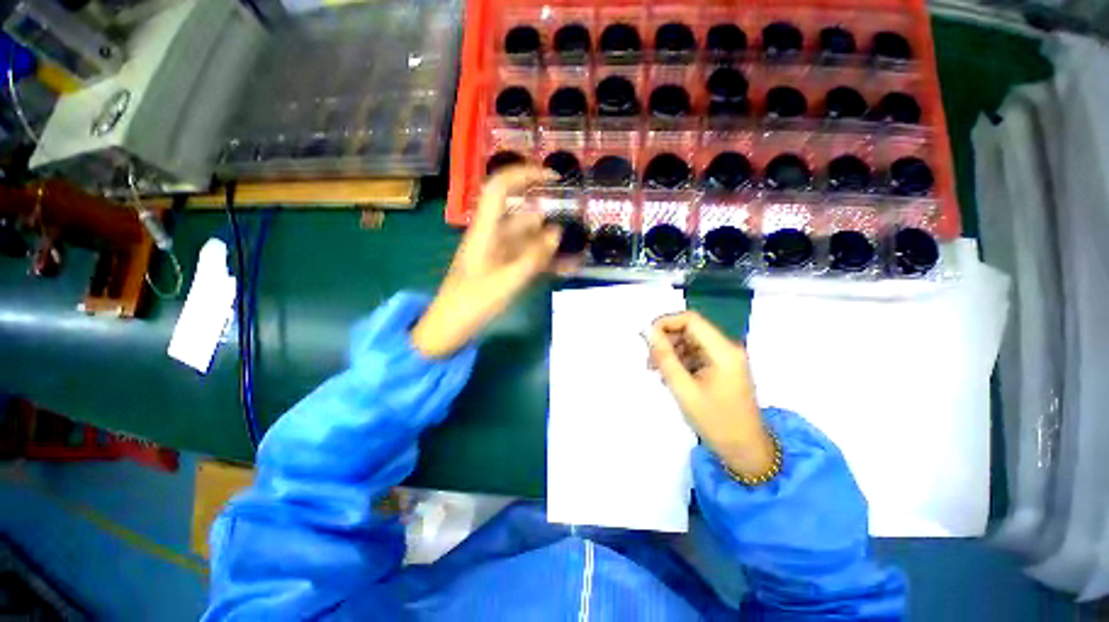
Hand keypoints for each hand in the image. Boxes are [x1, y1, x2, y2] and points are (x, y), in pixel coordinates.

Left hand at [411, 166, 572, 357]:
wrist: (451, 329)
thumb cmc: (471, 303)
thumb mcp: (505, 281)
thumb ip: (533, 257)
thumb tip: (557, 232)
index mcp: (485, 230)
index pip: (500, 188)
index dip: (524, 174)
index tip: (553, 177)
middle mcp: (493, 236)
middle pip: (524, 217)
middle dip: (551, 218)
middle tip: (579, 224)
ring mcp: (500, 254)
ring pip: (531, 241)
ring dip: (553, 245)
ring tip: (580, 250)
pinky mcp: (505, 270)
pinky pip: (530, 260)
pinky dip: (547, 262)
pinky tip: (568, 268)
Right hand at [649, 311, 775, 477]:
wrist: (746, 450)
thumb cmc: (716, 422)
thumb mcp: (683, 390)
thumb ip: (664, 357)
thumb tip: (647, 332)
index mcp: (723, 351)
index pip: (690, 320)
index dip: (665, 323)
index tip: (646, 339)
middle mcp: (727, 348)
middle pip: (690, 329)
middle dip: (666, 340)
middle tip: (650, 361)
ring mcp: (726, 357)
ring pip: (691, 341)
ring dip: (671, 351)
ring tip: (657, 371)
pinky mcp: (722, 367)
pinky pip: (696, 353)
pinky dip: (680, 360)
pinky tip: (671, 376)